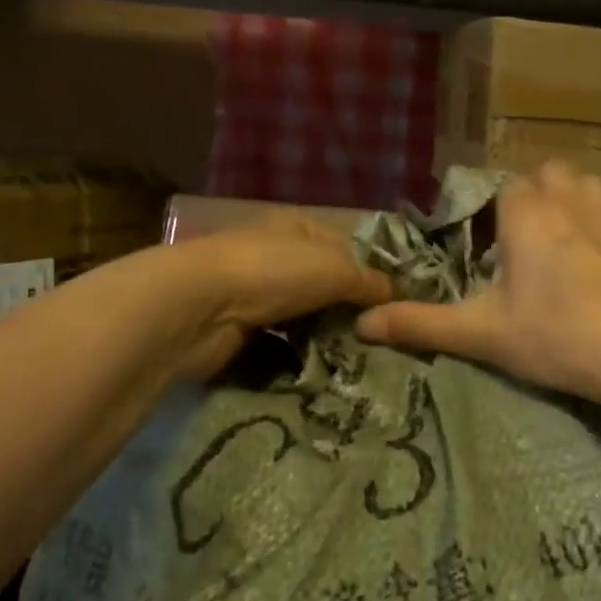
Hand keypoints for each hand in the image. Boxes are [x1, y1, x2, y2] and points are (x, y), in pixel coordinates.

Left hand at [163, 212, 392, 380]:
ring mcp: (257, 294)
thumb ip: (371, 282)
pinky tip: (327, 373)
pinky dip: (301, 357)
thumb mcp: (335, 269)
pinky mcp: (243, 330)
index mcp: (300, 227)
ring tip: (364, 363)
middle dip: (352, 313)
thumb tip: (403, 295)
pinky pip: (283, 345)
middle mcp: (279, 256)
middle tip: (387, 343)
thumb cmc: (272, 272)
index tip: (402, 306)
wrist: (197, 308)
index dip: (375, 275)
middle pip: (327, 286)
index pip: (349, 249)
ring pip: (306, 318)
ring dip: (328, 338)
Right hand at [355, 163, 600, 403]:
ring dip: (580, 205)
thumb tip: (361, 324)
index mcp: (529, 215)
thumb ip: (421, 324)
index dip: (499, 211)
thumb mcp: (481, 334)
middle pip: (554, 174)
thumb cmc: (554, 335)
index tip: (495, 245)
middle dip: (541, 195)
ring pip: (595, 189)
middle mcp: (574, 203)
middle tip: (530, 242)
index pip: (509, 186)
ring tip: (571, 248)